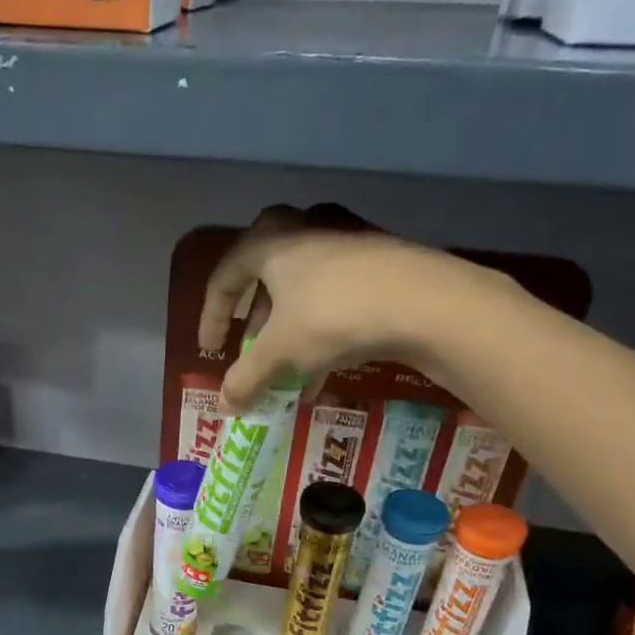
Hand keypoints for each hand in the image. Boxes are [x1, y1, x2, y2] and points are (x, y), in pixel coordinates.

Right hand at [197, 206, 503, 411]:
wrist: (424, 301)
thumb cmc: (333, 316)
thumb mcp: (280, 352)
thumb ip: (246, 378)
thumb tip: (224, 406)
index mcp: (269, 240)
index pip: (224, 277)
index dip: (211, 318)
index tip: (210, 351)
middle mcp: (303, 228)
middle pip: (264, 276)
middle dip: (255, 321)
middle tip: (250, 349)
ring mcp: (345, 238)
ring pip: (302, 288)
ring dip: (289, 331)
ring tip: (288, 373)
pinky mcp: (378, 257)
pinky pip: (333, 294)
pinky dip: (320, 328)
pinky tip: (324, 368)